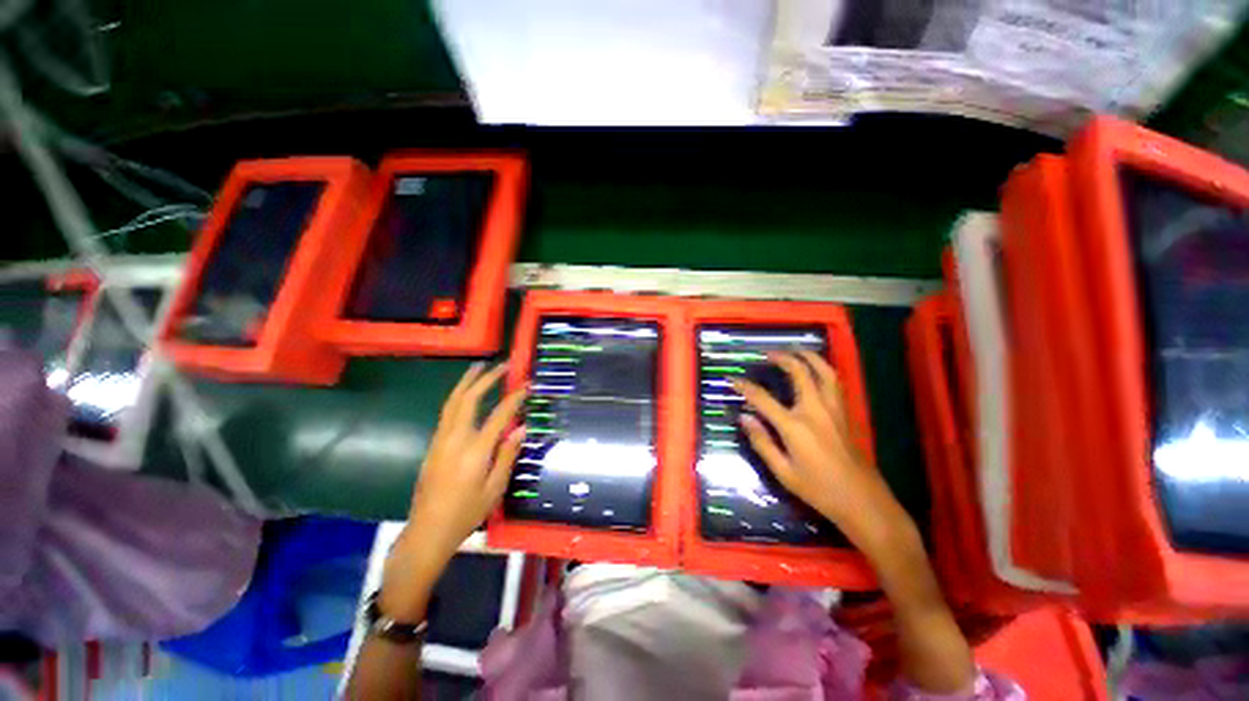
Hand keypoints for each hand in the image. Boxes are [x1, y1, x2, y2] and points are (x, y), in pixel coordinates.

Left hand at [382, 362, 525, 618]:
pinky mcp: (433, 445)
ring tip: (479, 367)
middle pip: (468, 399)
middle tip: (501, 365)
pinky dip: (459, 396)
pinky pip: (447, 412)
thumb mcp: (495, 488)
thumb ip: (507, 454)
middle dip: (485, 378)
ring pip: (452, 402)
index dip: (514, 397)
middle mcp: (454, 439)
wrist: (427, 532)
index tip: (526, 383)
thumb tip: (521, 427)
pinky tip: (467, 394)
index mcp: (474, 451)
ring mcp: (440, 440)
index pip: (498, 415)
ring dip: (467, 382)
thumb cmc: (466, 514)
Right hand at [734, 351, 912, 554]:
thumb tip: (743, 418)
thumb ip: (762, 442)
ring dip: (808, 357)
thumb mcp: (783, 472)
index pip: (762, 398)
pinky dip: (824, 369)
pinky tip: (817, 369)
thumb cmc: (819, 490)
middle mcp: (815, 410)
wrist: (863, 501)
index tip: (732, 379)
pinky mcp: (845, 413)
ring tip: (795, 350)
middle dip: (782, 358)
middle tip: (767, 353)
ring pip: (824, 371)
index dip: (745, 387)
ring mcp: (834, 409)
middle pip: (799, 373)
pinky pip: (835, 382)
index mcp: (795, 426)